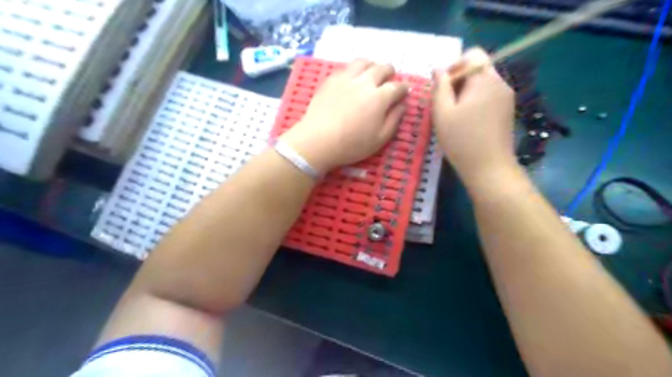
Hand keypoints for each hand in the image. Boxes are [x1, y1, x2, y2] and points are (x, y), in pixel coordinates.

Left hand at [280, 58, 406, 173]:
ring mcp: (346, 78)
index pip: (397, 86)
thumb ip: (394, 120)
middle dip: (390, 73)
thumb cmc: (352, 145)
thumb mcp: (380, 139)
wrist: (318, 141)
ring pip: (364, 62)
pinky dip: (354, 70)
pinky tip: (352, 80)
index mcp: (380, 98)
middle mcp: (365, 82)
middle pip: (382, 68)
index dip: (404, 89)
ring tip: (371, 75)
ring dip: (372, 66)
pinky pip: (346, 67)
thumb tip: (402, 105)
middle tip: (389, 81)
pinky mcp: (331, 79)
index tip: (404, 92)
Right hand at [433, 48, 515, 186]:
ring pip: (484, 82)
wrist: (489, 168)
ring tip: (455, 114)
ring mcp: (507, 97)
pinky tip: (468, 121)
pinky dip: (476, 101)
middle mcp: (500, 83)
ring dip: (467, 91)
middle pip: (479, 68)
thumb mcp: (442, 113)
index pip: (472, 55)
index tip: (442, 87)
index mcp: (484, 80)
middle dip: (459, 80)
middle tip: (445, 103)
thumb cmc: (461, 140)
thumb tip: (438, 68)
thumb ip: (439, 87)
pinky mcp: (508, 110)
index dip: (454, 66)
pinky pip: (490, 95)